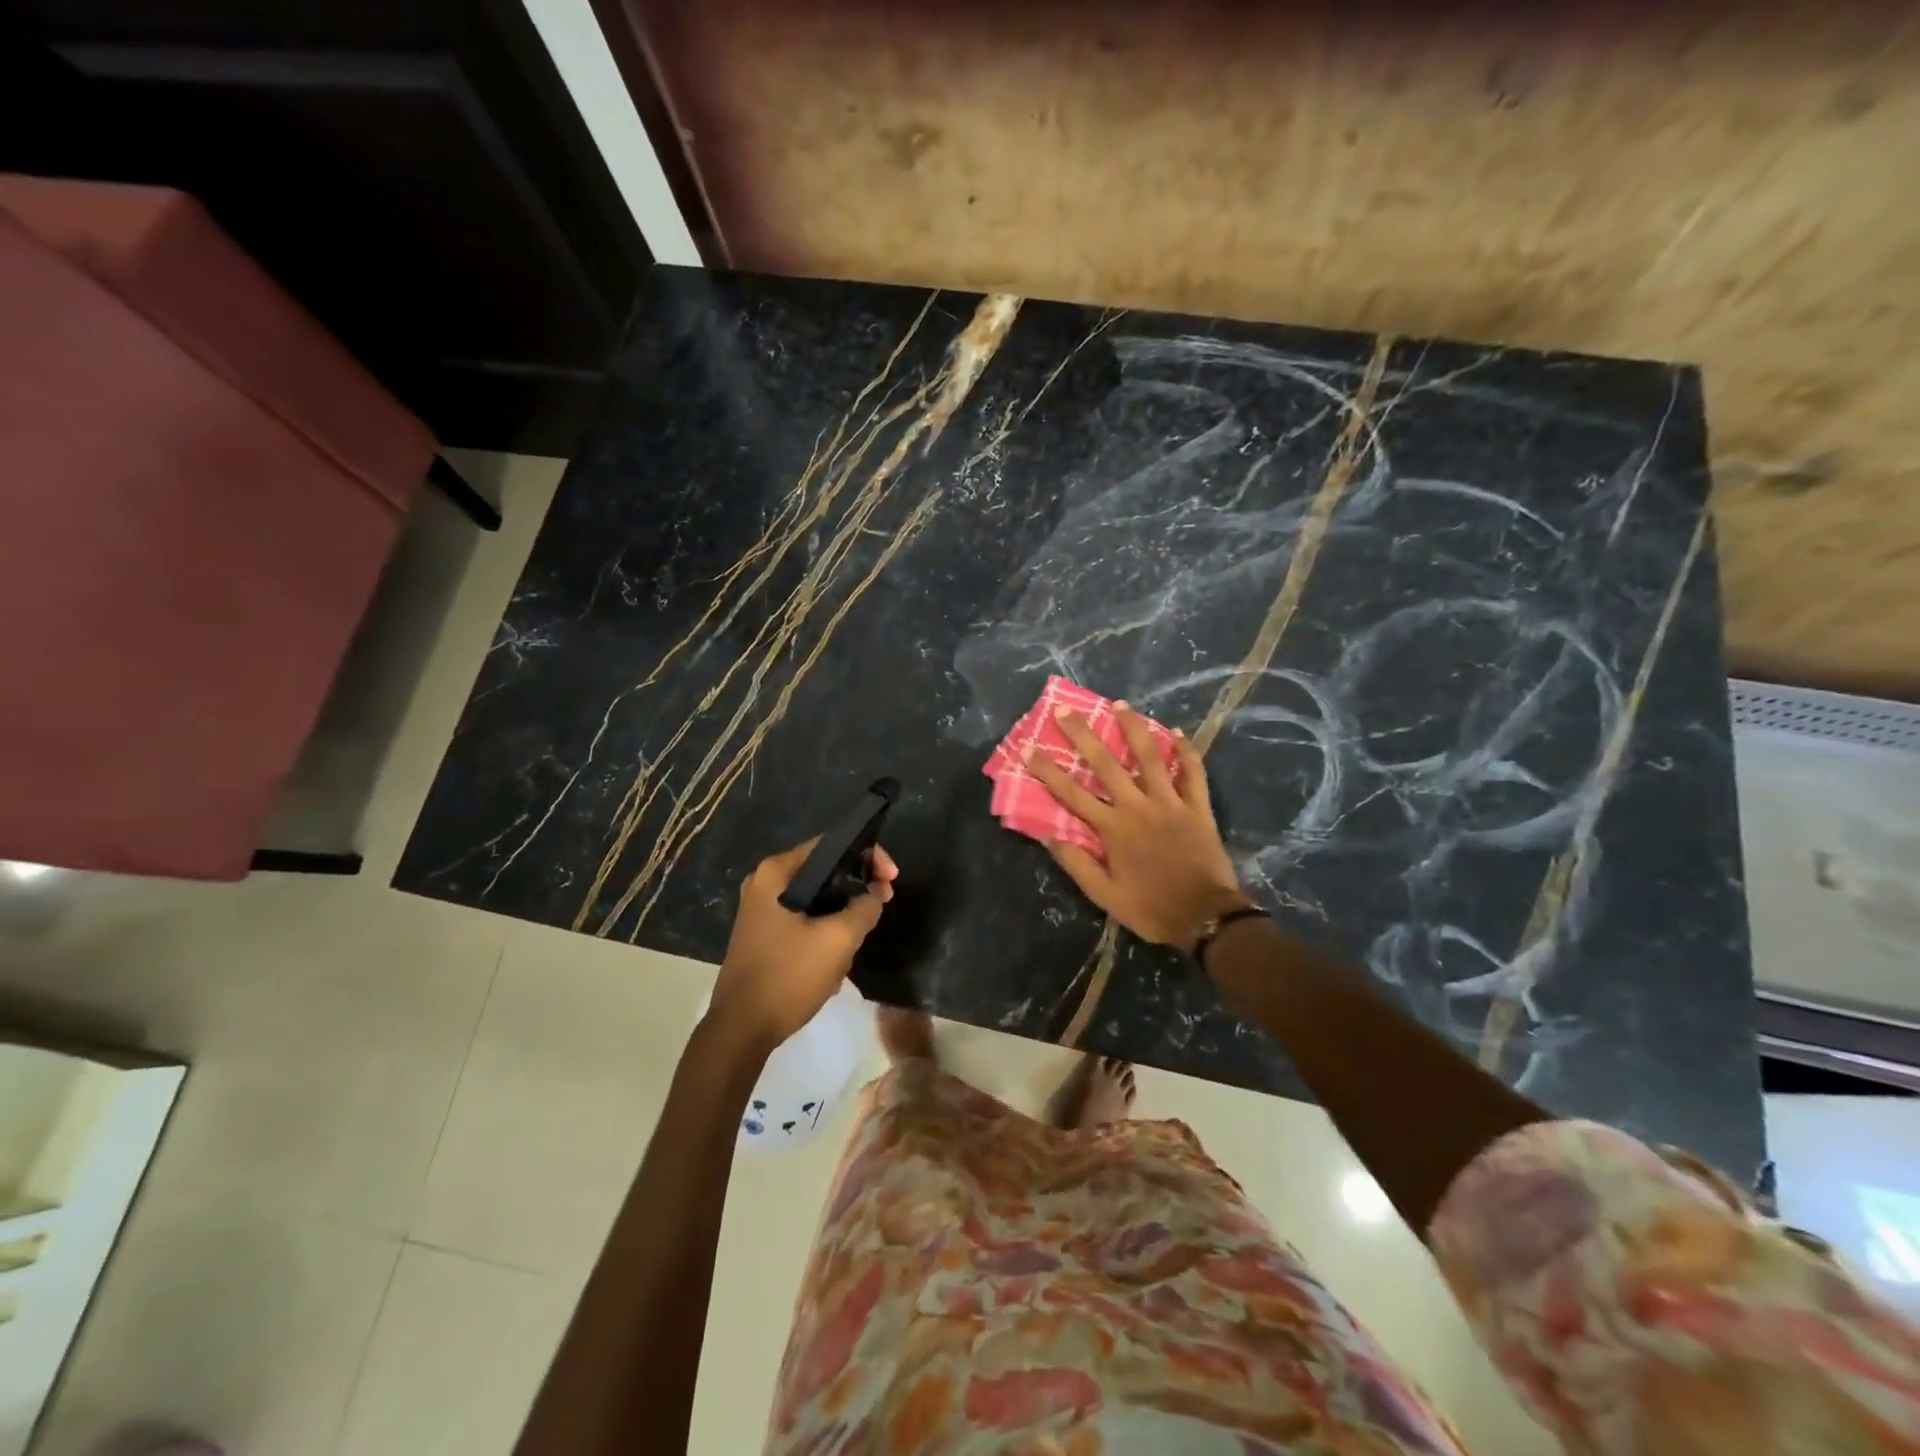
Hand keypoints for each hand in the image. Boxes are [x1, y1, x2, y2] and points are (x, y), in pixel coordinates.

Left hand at [709, 838, 898, 1049]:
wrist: (741, 1030)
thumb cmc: (788, 977)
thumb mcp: (838, 940)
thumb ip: (864, 908)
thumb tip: (874, 896)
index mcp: (777, 872)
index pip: (832, 845)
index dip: (869, 856)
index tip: (891, 880)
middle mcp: (765, 882)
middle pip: (825, 870)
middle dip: (857, 887)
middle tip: (883, 903)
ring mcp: (761, 909)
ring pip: (817, 898)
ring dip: (842, 914)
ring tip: (858, 939)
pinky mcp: (763, 933)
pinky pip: (804, 918)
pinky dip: (825, 928)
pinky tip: (836, 955)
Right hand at [1027, 706, 1251, 950]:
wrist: (1206, 918)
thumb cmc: (1151, 908)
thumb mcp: (1104, 895)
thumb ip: (1076, 863)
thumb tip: (1047, 835)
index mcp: (1112, 828)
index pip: (1072, 793)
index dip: (1048, 771)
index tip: (1029, 749)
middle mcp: (1138, 806)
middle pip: (1106, 764)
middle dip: (1083, 735)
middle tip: (1066, 710)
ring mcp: (1170, 803)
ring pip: (1150, 757)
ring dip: (1134, 728)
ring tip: (1120, 704)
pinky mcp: (1198, 807)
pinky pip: (1193, 773)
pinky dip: (1186, 752)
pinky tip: (1177, 734)